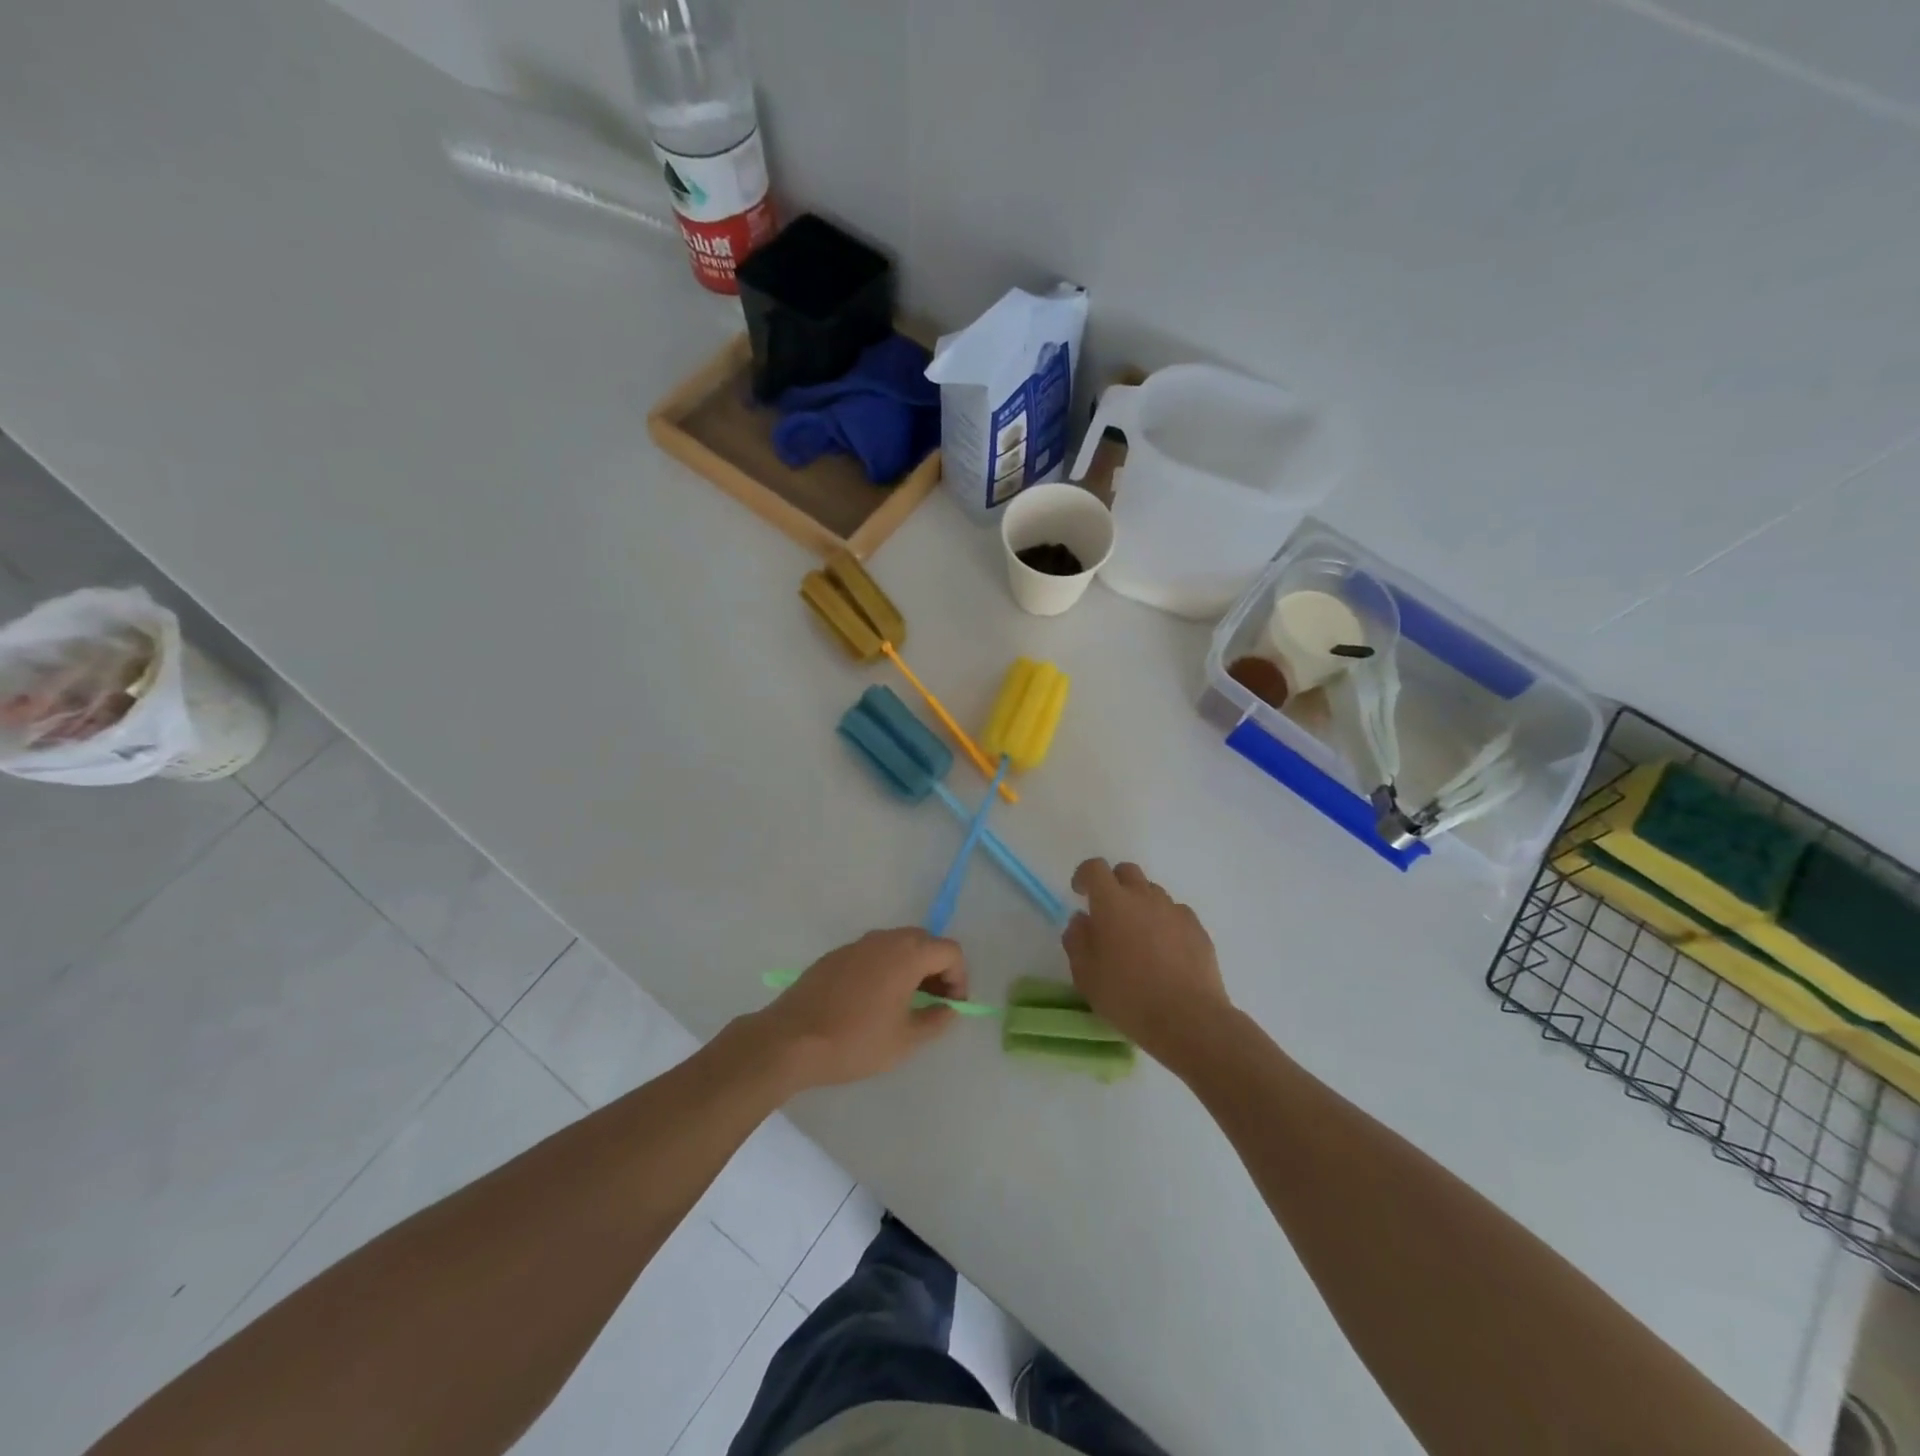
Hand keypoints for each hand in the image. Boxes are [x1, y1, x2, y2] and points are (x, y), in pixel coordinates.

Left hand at [754, 929, 967, 1090]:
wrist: (790, 1040)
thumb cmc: (855, 1041)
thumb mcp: (905, 1040)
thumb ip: (936, 1020)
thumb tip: (950, 1009)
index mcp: (907, 954)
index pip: (950, 951)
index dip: (959, 977)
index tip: (952, 1006)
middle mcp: (884, 939)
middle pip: (925, 942)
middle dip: (936, 969)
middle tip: (933, 1003)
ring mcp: (857, 945)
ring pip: (896, 945)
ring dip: (910, 967)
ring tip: (904, 1004)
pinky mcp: (835, 955)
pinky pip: (872, 954)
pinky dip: (884, 969)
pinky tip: (871, 1002)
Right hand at [1062, 859, 1231, 1063]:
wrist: (1188, 1019)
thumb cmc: (1128, 997)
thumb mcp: (1085, 975)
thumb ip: (1077, 940)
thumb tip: (1082, 920)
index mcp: (1112, 903)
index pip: (1095, 868)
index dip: (1084, 875)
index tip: (1080, 893)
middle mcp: (1144, 897)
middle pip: (1127, 872)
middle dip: (1114, 884)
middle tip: (1108, 913)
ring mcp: (1174, 911)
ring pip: (1153, 892)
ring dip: (1140, 904)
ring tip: (1139, 937)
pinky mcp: (1197, 928)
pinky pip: (1176, 913)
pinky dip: (1165, 922)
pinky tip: (1165, 951)